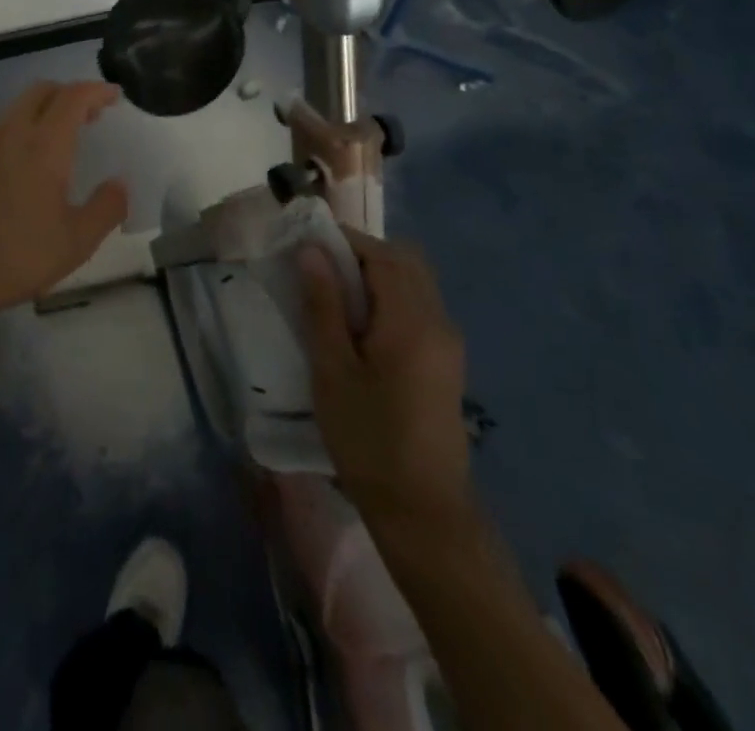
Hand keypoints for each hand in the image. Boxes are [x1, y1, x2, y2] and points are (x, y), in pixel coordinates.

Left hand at [0, 82, 128, 344]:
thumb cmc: (13, 257)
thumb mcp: (75, 243)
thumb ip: (106, 208)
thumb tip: (119, 183)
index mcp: (43, 145)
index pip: (73, 97)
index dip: (97, 90)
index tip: (114, 95)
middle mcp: (11, 132)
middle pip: (41, 91)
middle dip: (69, 93)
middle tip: (91, 116)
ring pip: (16, 107)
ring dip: (43, 109)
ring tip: (60, 138)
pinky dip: (20, 128)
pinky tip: (24, 161)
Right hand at [300, 228, 474, 539]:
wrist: (423, 514)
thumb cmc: (369, 440)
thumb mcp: (333, 370)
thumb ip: (323, 305)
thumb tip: (311, 250)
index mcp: (413, 322)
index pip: (382, 254)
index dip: (344, 241)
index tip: (306, 247)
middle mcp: (439, 322)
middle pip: (405, 262)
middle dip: (361, 255)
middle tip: (320, 272)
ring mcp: (448, 344)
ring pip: (413, 284)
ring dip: (375, 277)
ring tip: (333, 299)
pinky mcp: (446, 363)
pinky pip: (418, 308)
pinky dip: (388, 300)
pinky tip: (359, 330)